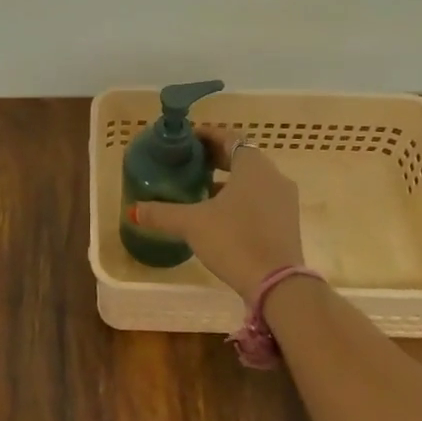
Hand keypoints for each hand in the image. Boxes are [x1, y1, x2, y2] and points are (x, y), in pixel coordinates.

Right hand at [134, 129, 304, 302]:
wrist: (276, 284)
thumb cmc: (234, 240)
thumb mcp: (192, 224)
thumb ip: (162, 214)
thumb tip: (134, 209)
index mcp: (253, 166)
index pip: (229, 137)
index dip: (207, 136)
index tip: (188, 140)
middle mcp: (273, 176)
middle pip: (242, 157)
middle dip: (216, 158)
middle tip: (189, 163)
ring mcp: (284, 200)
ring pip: (253, 180)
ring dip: (228, 180)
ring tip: (201, 189)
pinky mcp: (287, 222)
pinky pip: (261, 199)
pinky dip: (241, 198)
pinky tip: (220, 215)